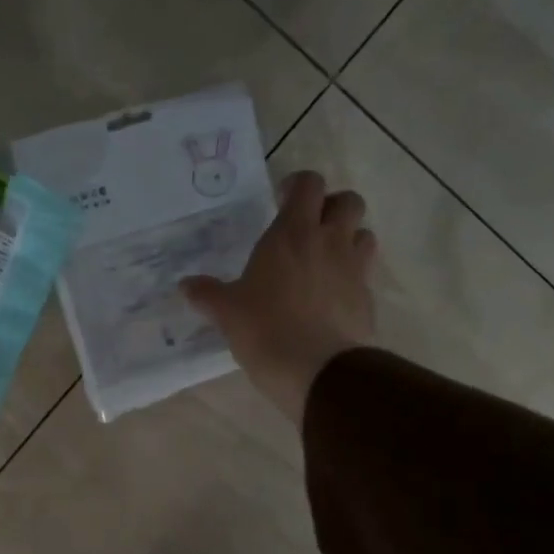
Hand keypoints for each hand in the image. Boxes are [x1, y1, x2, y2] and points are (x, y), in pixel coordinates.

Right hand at [181, 170, 377, 421]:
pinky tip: (331, 298)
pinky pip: (365, 274)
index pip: (309, 184)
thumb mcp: (227, 312)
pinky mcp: (367, 299)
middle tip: (309, 227)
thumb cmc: (265, 329)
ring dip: (348, 238)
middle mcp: (329, 242)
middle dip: (331, 206)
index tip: (280, 201)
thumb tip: (185, 285)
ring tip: (324, 260)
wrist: (317, 370)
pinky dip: (351, 277)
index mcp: (292, 233)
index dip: (297, 186)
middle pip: (349, 201)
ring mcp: (354, 269)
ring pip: (364, 234)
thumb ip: (207, 294)